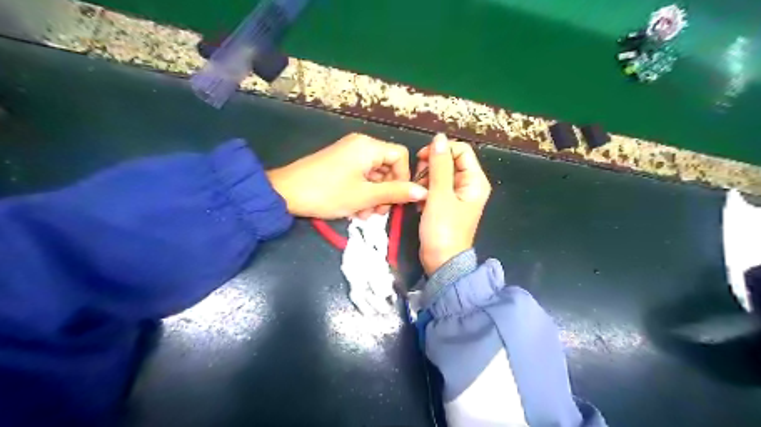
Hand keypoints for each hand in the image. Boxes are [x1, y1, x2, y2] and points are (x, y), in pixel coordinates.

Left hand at [266, 131, 426, 220]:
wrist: (285, 193)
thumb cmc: (328, 193)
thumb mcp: (365, 196)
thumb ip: (396, 192)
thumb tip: (423, 192)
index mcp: (369, 146)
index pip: (401, 156)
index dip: (403, 178)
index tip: (396, 199)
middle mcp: (361, 145)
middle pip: (387, 166)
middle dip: (386, 192)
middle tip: (378, 213)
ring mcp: (348, 154)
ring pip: (374, 175)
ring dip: (373, 196)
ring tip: (363, 214)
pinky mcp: (339, 164)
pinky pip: (360, 176)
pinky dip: (361, 192)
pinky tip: (354, 209)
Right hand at [419, 134, 489, 275]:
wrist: (441, 260)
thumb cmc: (442, 229)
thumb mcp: (440, 195)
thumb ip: (439, 165)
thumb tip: (439, 137)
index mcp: (475, 180)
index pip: (461, 150)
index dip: (440, 150)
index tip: (421, 159)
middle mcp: (469, 184)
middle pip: (449, 161)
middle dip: (430, 167)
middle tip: (419, 182)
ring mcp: (457, 195)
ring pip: (439, 174)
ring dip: (425, 180)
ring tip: (419, 195)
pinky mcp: (447, 203)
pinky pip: (435, 187)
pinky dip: (425, 191)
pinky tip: (420, 203)